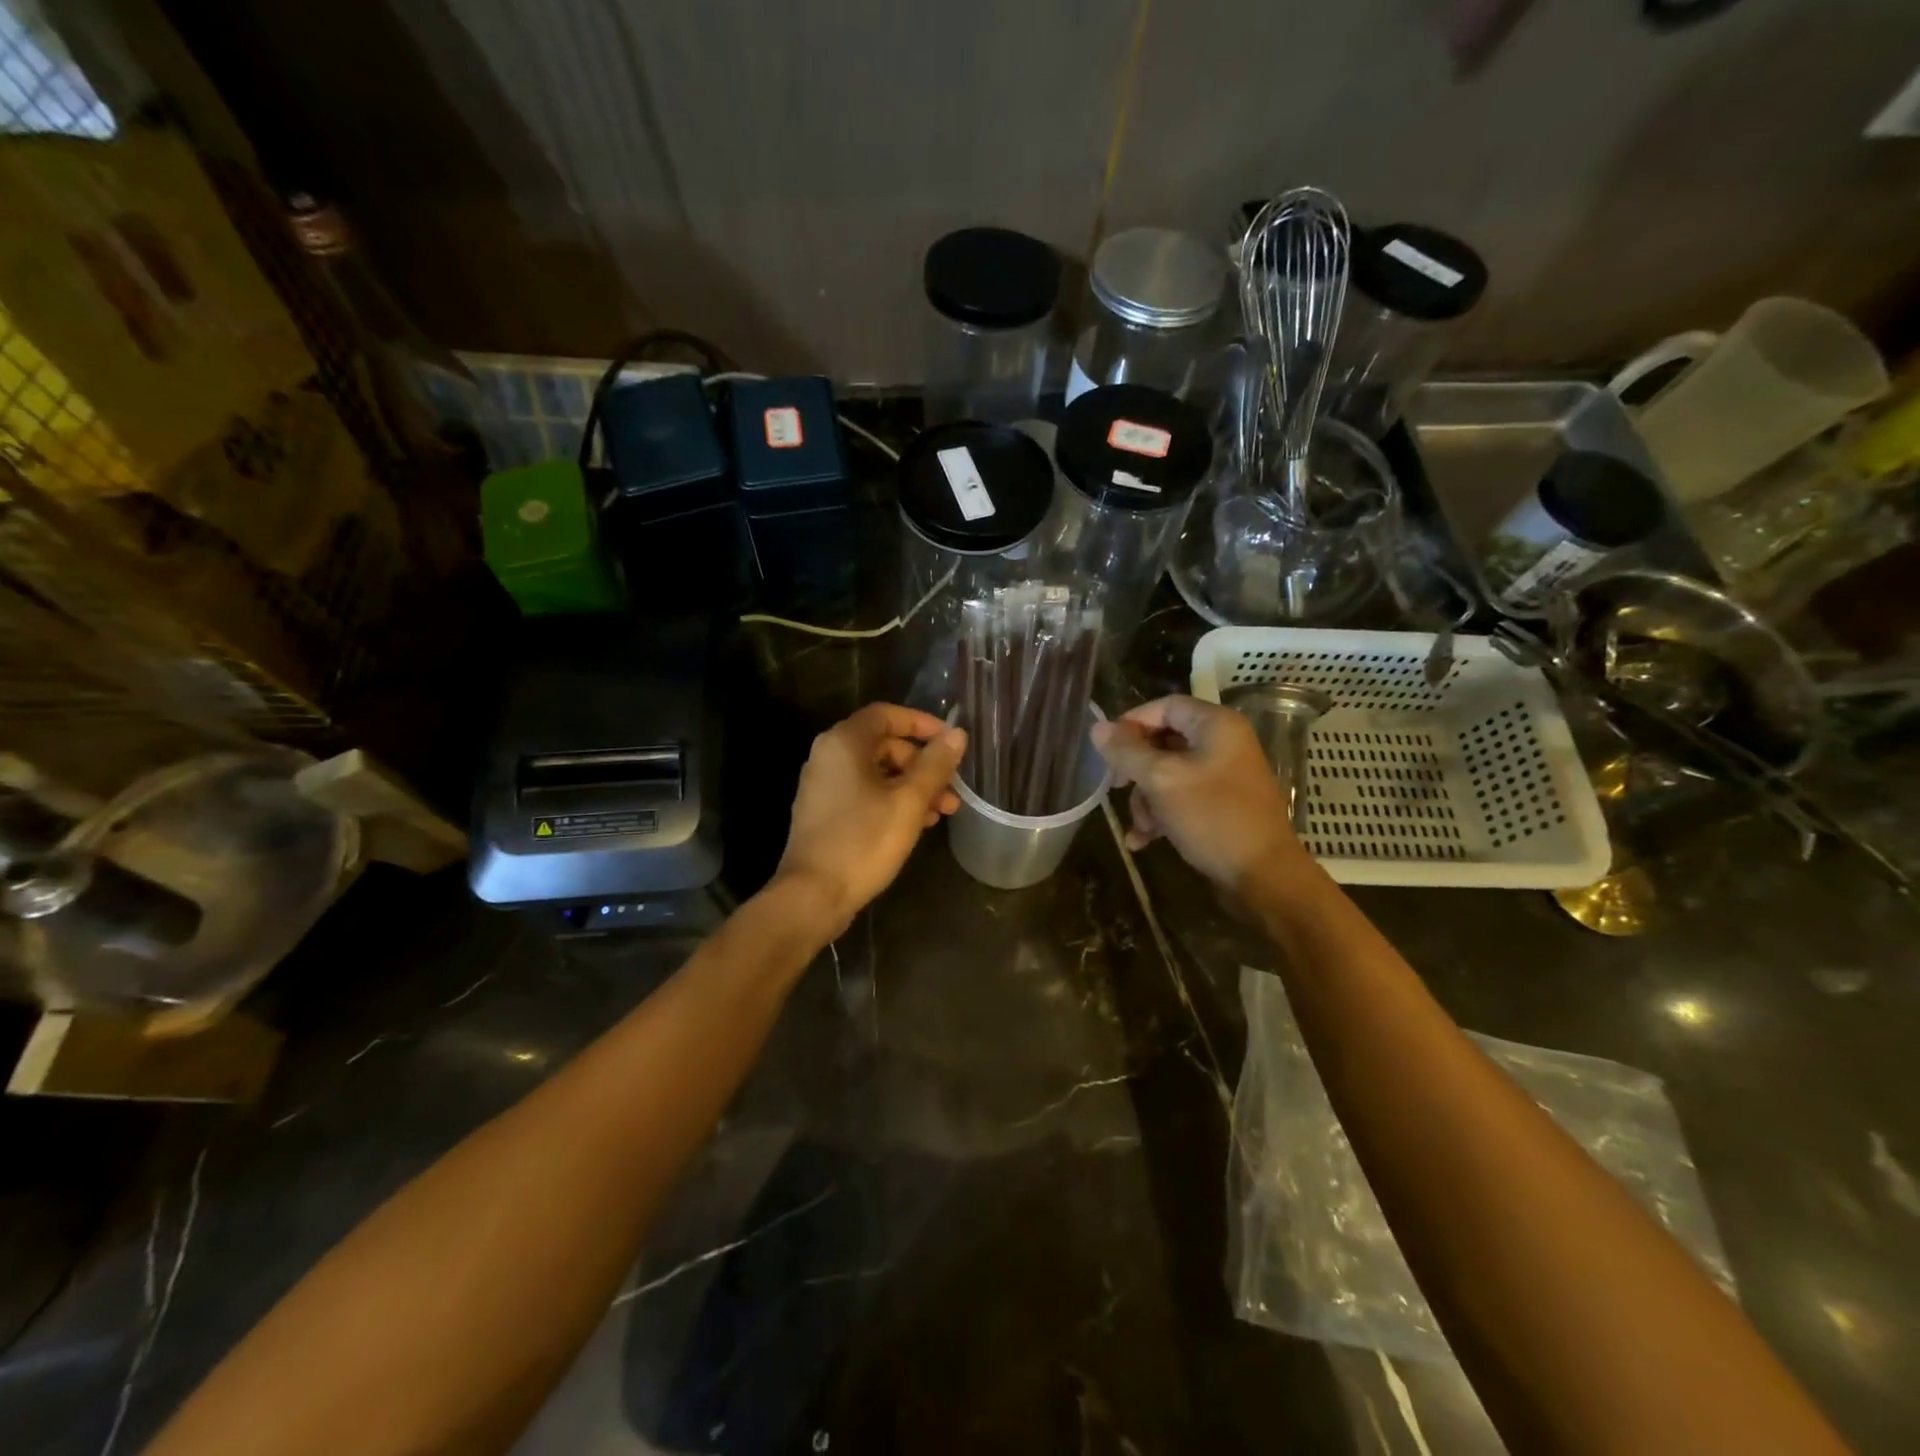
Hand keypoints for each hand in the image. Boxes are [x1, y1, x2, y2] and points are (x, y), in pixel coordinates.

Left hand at [775, 703, 967, 932]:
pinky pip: (864, 794)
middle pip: (883, 745)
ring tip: (944, 811)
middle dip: (922, 764)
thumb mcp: (909, 801)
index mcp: (844, 743)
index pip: (886, 715)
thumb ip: (935, 765)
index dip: (922, 723)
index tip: (950, 741)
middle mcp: (828, 756)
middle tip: (952, 787)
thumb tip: (957, 734)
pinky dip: (892, 801)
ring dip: (912, 786)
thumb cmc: (863, 841)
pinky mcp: (824, 813)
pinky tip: (918, 823)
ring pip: (877, 773)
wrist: (813, 895)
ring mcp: (823, 786)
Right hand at [1090, 695, 1301, 888]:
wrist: (1264, 876)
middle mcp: (1223, 743)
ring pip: (1169, 773)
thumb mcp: (1161, 781)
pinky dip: (1162, 814)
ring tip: (1141, 827)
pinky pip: (1182, 798)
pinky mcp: (1222, 805)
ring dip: (1146, 799)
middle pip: (1164, 741)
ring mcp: (1224, 775)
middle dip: (1136, 770)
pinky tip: (1144, 841)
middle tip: (1115, 788)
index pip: (1165, 706)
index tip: (1107, 750)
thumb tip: (1097, 728)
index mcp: (1216, 725)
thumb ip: (1127, 752)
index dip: (1132, 723)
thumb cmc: (1213, 818)